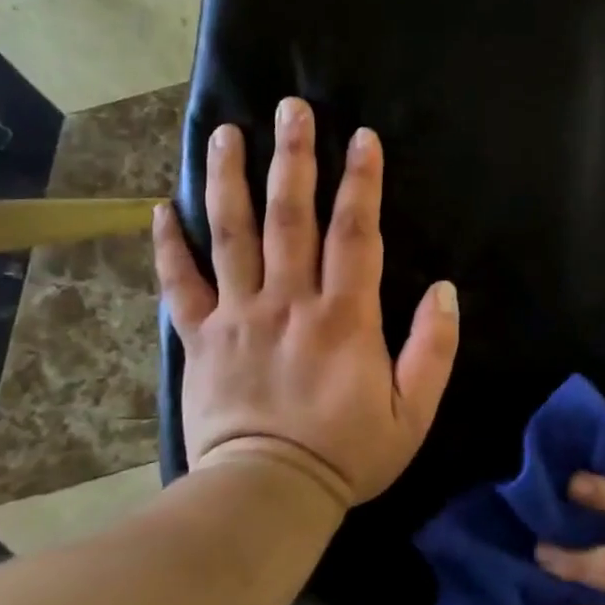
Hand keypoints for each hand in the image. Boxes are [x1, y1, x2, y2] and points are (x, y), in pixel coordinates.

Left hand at [153, 96, 459, 505]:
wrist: (268, 495)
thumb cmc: (349, 453)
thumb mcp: (413, 411)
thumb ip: (434, 348)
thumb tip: (444, 290)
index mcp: (344, 316)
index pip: (354, 233)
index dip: (362, 183)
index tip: (362, 138)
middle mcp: (288, 301)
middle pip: (290, 216)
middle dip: (294, 158)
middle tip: (291, 109)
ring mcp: (238, 316)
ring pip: (231, 235)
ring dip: (229, 180)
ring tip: (224, 133)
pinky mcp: (200, 338)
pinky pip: (181, 283)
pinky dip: (169, 245)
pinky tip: (161, 208)